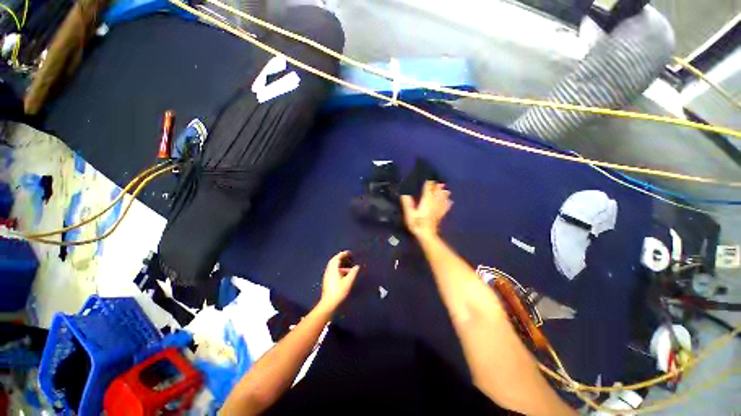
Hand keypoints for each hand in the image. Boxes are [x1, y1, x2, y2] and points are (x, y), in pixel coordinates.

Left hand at [319, 251, 360, 311]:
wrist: (329, 303)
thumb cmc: (339, 291)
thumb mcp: (348, 281)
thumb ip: (353, 272)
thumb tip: (357, 266)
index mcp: (333, 269)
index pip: (337, 258)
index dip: (343, 254)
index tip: (349, 253)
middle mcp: (329, 271)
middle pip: (334, 261)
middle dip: (340, 258)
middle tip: (348, 257)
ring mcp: (327, 276)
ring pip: (333, 267)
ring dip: (340, 265)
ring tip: (349, 268)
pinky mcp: (327, 281)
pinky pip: (333, 271)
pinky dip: (338, 270)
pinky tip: (344, 275)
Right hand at [400, 181, 452, 237]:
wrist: (427, 235)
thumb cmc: (416, 224)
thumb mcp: (409, 213)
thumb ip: (407, 203)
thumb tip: (404, 193)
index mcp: (426, 200)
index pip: (428, 188)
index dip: (429, 181)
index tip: (429, 176)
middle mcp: (434, 202)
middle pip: (437, 192)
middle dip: (437, 185)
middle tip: (437, 180)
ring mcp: (438, 208)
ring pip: (442, 198)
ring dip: (443, 192)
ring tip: (445, 188)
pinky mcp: (440, 214)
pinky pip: (445, 207)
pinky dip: (448, 203)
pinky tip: (450, 201)